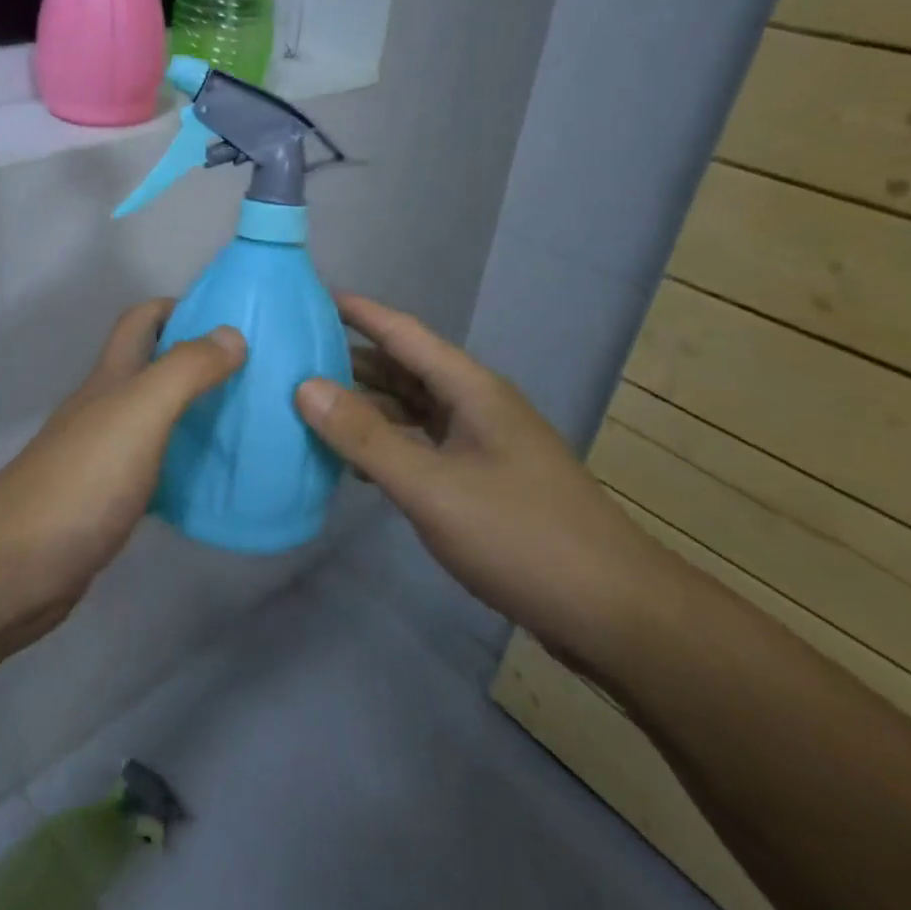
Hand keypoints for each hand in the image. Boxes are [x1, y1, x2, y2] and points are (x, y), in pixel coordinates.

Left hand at [0, 300, 244, 652]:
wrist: (15, 568)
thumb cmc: (81, 481)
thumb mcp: (139, 413)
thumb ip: (184, 371)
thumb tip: (232, 334)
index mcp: (110, 378)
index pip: (141, 320)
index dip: (179, 307)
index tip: (230, 319)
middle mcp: (105, 407)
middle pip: (152, 367)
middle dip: (197, 360)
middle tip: (253, 374)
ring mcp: (104, 454)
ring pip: (156, 417)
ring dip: (196, 412)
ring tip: (247, 422)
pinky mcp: (108, 499)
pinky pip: (156, 466)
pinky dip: (185, 463)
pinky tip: (214, 480)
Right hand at [295, 293, 672, 665]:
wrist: (614, 614)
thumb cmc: (521, 537)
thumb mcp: (433, 487)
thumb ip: (367, 437)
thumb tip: (305, 387)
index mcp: (472, 390)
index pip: (405, 333)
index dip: (359, 312)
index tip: (312, 295)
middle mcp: (478, 407)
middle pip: (406, 369)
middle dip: (353, 359)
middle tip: (295, 356)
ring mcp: (484, 445)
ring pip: (414, 409)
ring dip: (368, 405)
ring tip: (313, 405)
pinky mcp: (485, 481)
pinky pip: (423, 445)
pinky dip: (387, 444)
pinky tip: (356, 462)